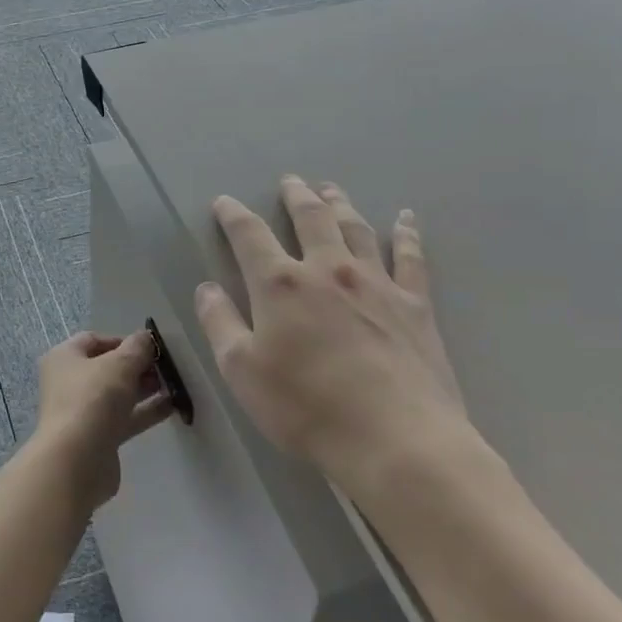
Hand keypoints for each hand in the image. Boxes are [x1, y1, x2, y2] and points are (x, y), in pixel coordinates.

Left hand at [30, 331, 175, 511]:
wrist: (76, 462)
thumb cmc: (92, 400)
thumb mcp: (119, 365)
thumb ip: (137, 348)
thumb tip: (146, 337)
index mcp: (64, 358)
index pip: (94, 340)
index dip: (123, 340)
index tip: (150, 348)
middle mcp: (69, 382)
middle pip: (107, 367)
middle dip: (137, 366)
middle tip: (165, 368)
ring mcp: (83, 412)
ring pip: (117, 394)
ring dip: (144, 389)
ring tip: (173, 385)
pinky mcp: (97, 438)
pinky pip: (124, 418)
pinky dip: (145, 411)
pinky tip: (171, 407)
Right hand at [193, 176, 470, 482]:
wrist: (396, 440)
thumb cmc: (306, 408)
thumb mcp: (241, 371)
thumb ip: (219, 323)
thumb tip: (207, 288)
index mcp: (280, 284)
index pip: (249, 235)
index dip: (233, 214)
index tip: (224, 202)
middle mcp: (327, 269)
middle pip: (310, 218)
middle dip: (295, 197)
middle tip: (290, 181)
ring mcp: (375, 283)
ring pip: (355, 229)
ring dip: (340, 205)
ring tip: (331, 190)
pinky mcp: (414, 304)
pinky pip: (411, 258)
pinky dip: (407, 234)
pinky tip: (407, 218)